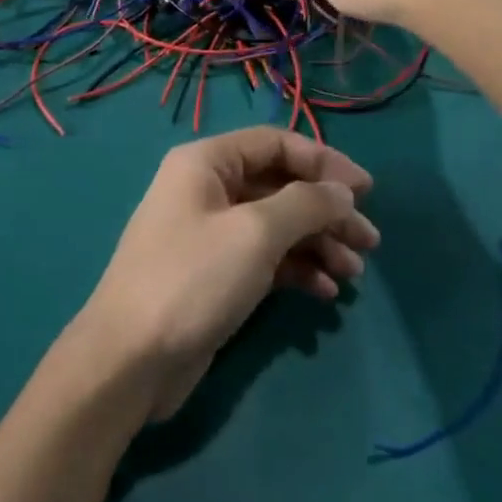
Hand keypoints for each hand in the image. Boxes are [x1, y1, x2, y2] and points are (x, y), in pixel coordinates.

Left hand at [70, 128, 378, 421]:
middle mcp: (206, 189)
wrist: (132, 357)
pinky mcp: (214, 274)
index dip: (323, 162)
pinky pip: (264, 258)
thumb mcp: (255, 233)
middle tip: (369, 241)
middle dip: (326, 210)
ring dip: (317, 243)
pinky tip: (325, 293)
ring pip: (275, 225)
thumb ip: (305, 204)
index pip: (274, 143)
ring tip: (353, 273)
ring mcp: (209, 233)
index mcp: (205, 162)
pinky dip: (296, 269)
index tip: (366, 191)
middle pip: (278, 185)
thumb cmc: (193, 278)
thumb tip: (341, 190)